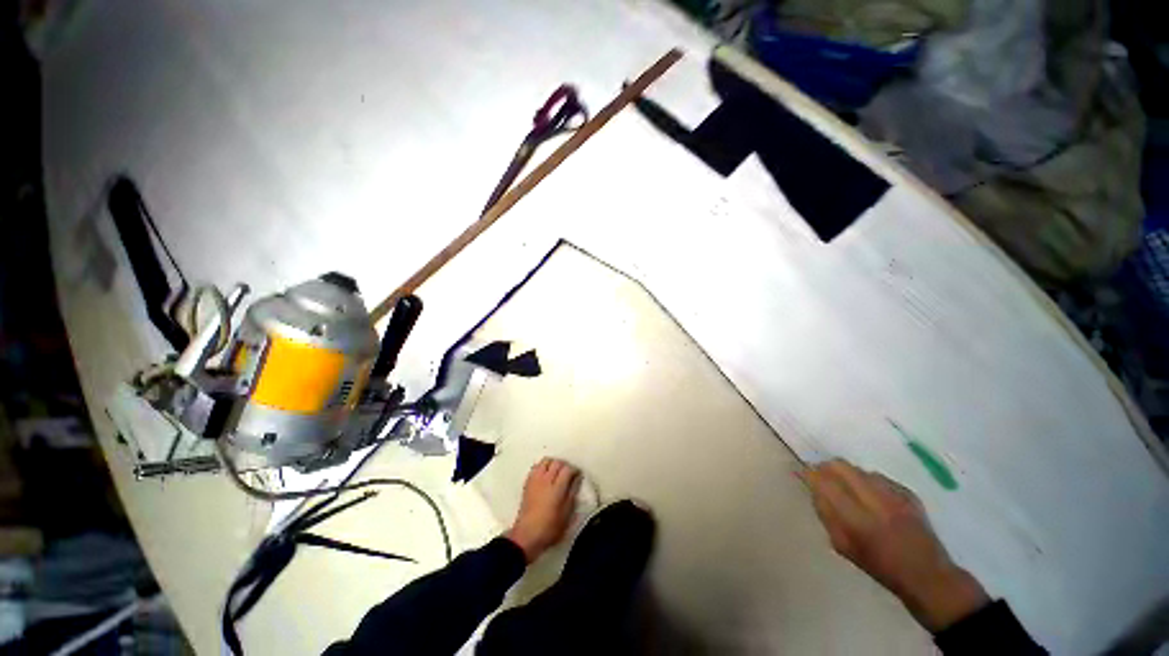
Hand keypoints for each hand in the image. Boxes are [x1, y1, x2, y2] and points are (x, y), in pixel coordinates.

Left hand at [504, 458, 580, 562]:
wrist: (527, 535)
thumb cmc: (550, 528)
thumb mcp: (566, 514)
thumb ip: (572, 493)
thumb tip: (577, 479)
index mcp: (557, 488)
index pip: (567, 469)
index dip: (574, 470)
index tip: (578, 475)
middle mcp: (546, 480)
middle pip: (557, 462)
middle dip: (565, 465)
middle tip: (568, 474)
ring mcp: (535, 480)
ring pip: (546, 461)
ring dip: (553, 463)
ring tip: (556, 472)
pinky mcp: (527, 483)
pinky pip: (536, 467)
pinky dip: (542, 467)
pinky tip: (545, 475)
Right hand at [800, 459, 988, 631]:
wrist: (927, 575)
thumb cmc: (879, 566)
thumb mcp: (843, 546)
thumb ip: (826, 515)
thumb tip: (813, 490)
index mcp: (856, 519)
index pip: (824, 482)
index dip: (809, 474)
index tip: (801, 473)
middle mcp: (875, 501)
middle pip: (841, 466)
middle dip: (826, 467)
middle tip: (822, 477)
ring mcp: (895, 495)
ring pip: (859, 469)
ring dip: (847, 474)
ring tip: (847, 488)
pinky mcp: (909, 493)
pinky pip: (878, 477)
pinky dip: (868, 481)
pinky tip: (871, 496)